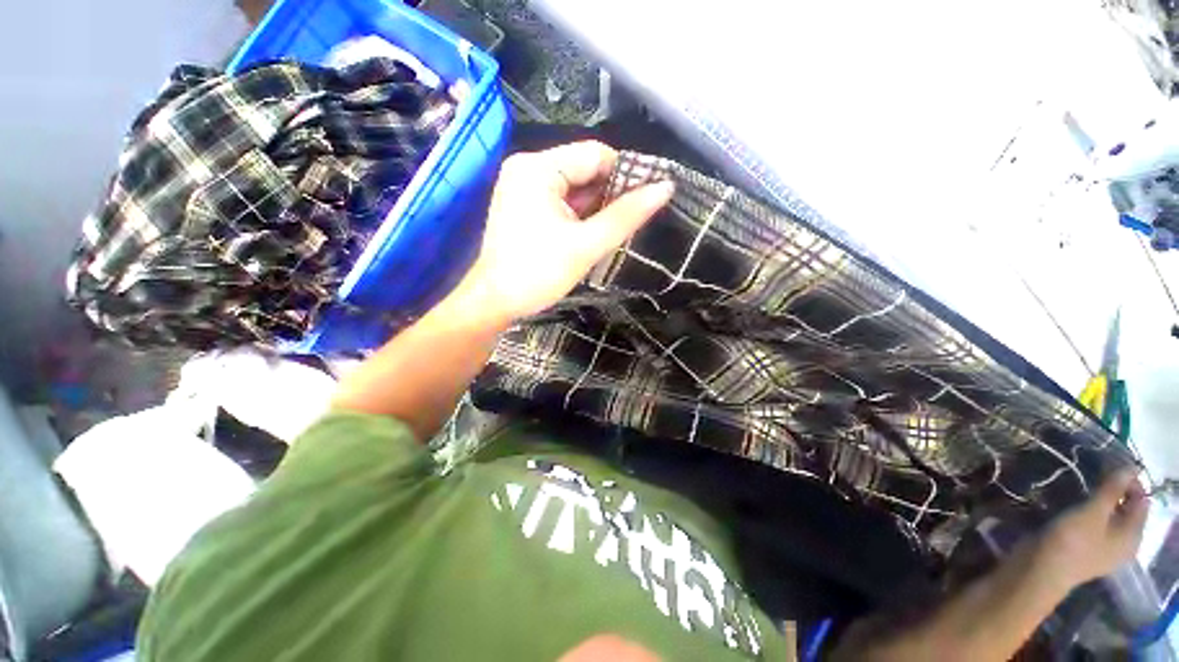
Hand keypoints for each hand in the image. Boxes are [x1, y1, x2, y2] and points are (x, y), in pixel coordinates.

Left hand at [455, 141, 673, 323]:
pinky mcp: (523, 205)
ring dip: (596, 207)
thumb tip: (666, 187)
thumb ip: (626, 215)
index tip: (648, 200)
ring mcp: (523, 187)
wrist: (495, 302)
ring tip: (614, 231)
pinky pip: (561, 200)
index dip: (626, 175)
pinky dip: (580, 215)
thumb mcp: (587, 245)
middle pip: (584, 169)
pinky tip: (592, 233)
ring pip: (574, 187)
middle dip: (610, 195)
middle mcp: (528, 168)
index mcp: (538, 168)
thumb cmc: (538, 273)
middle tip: (631, 222)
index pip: (596, 154)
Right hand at [1038, 469, 1149, 586]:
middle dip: (1114, 491)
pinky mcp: (1085, 548)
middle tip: (1095, 474)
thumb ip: (1112, 490)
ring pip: (1108, 517)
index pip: (1141, 501)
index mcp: (1133, 535)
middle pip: (1126, 510)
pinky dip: (1088, 513)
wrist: (1040, 571)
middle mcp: (1123, 542)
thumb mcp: (1092, 513)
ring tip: (1082, 487)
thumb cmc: (1072, 542)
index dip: (1130, 482)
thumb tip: (1131, 466)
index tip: (1110, 465)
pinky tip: (1073, 507)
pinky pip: (1094, 525)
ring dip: (1098, 501)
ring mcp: (1103, 548)